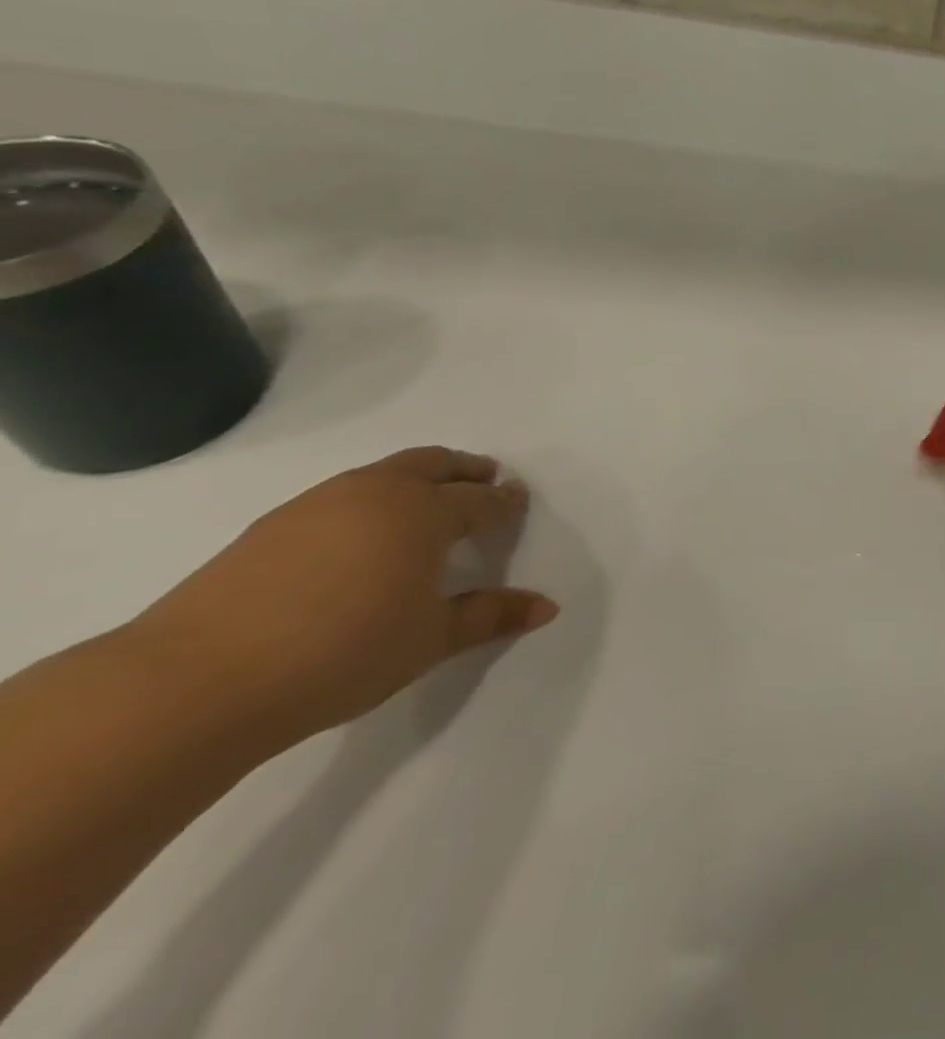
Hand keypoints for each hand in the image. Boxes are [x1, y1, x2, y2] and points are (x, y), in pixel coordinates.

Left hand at [131, 448, 556, 747]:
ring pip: (384, 473)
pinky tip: (362, 536)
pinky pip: (343, 494)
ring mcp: (319, 503)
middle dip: (466, 469)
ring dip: (417, 478)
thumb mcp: (430, 640)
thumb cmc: (342, 654)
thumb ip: (490, 616)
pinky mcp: (271, 525)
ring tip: (427, 504)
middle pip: (434, 464)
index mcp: (424, 513)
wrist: (195, 682)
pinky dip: (371, 499)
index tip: (517, 504)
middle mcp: (377, 493)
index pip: (479, 501)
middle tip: (485, 480)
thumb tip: (548, 607)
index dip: (504, 503)